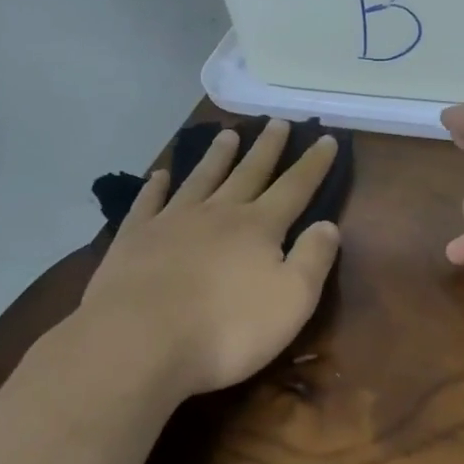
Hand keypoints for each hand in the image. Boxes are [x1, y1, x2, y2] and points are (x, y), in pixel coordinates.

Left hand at [78, 120, 341, 400]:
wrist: (141, 341)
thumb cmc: (227, 329)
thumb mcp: (292, 301)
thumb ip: (313, 259)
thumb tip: (328, 225)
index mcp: (258, 227)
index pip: (294, 187)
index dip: (313, 164)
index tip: (325, 138)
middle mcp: (218, 213)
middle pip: (248, 173)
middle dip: (267, 148)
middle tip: (277, 122)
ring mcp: (172, 221)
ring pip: (201, 178)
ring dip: (217, 156)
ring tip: (228, 133)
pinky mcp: (135, 238)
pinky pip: (148, 202)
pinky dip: (155, 186)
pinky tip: (159, 175)